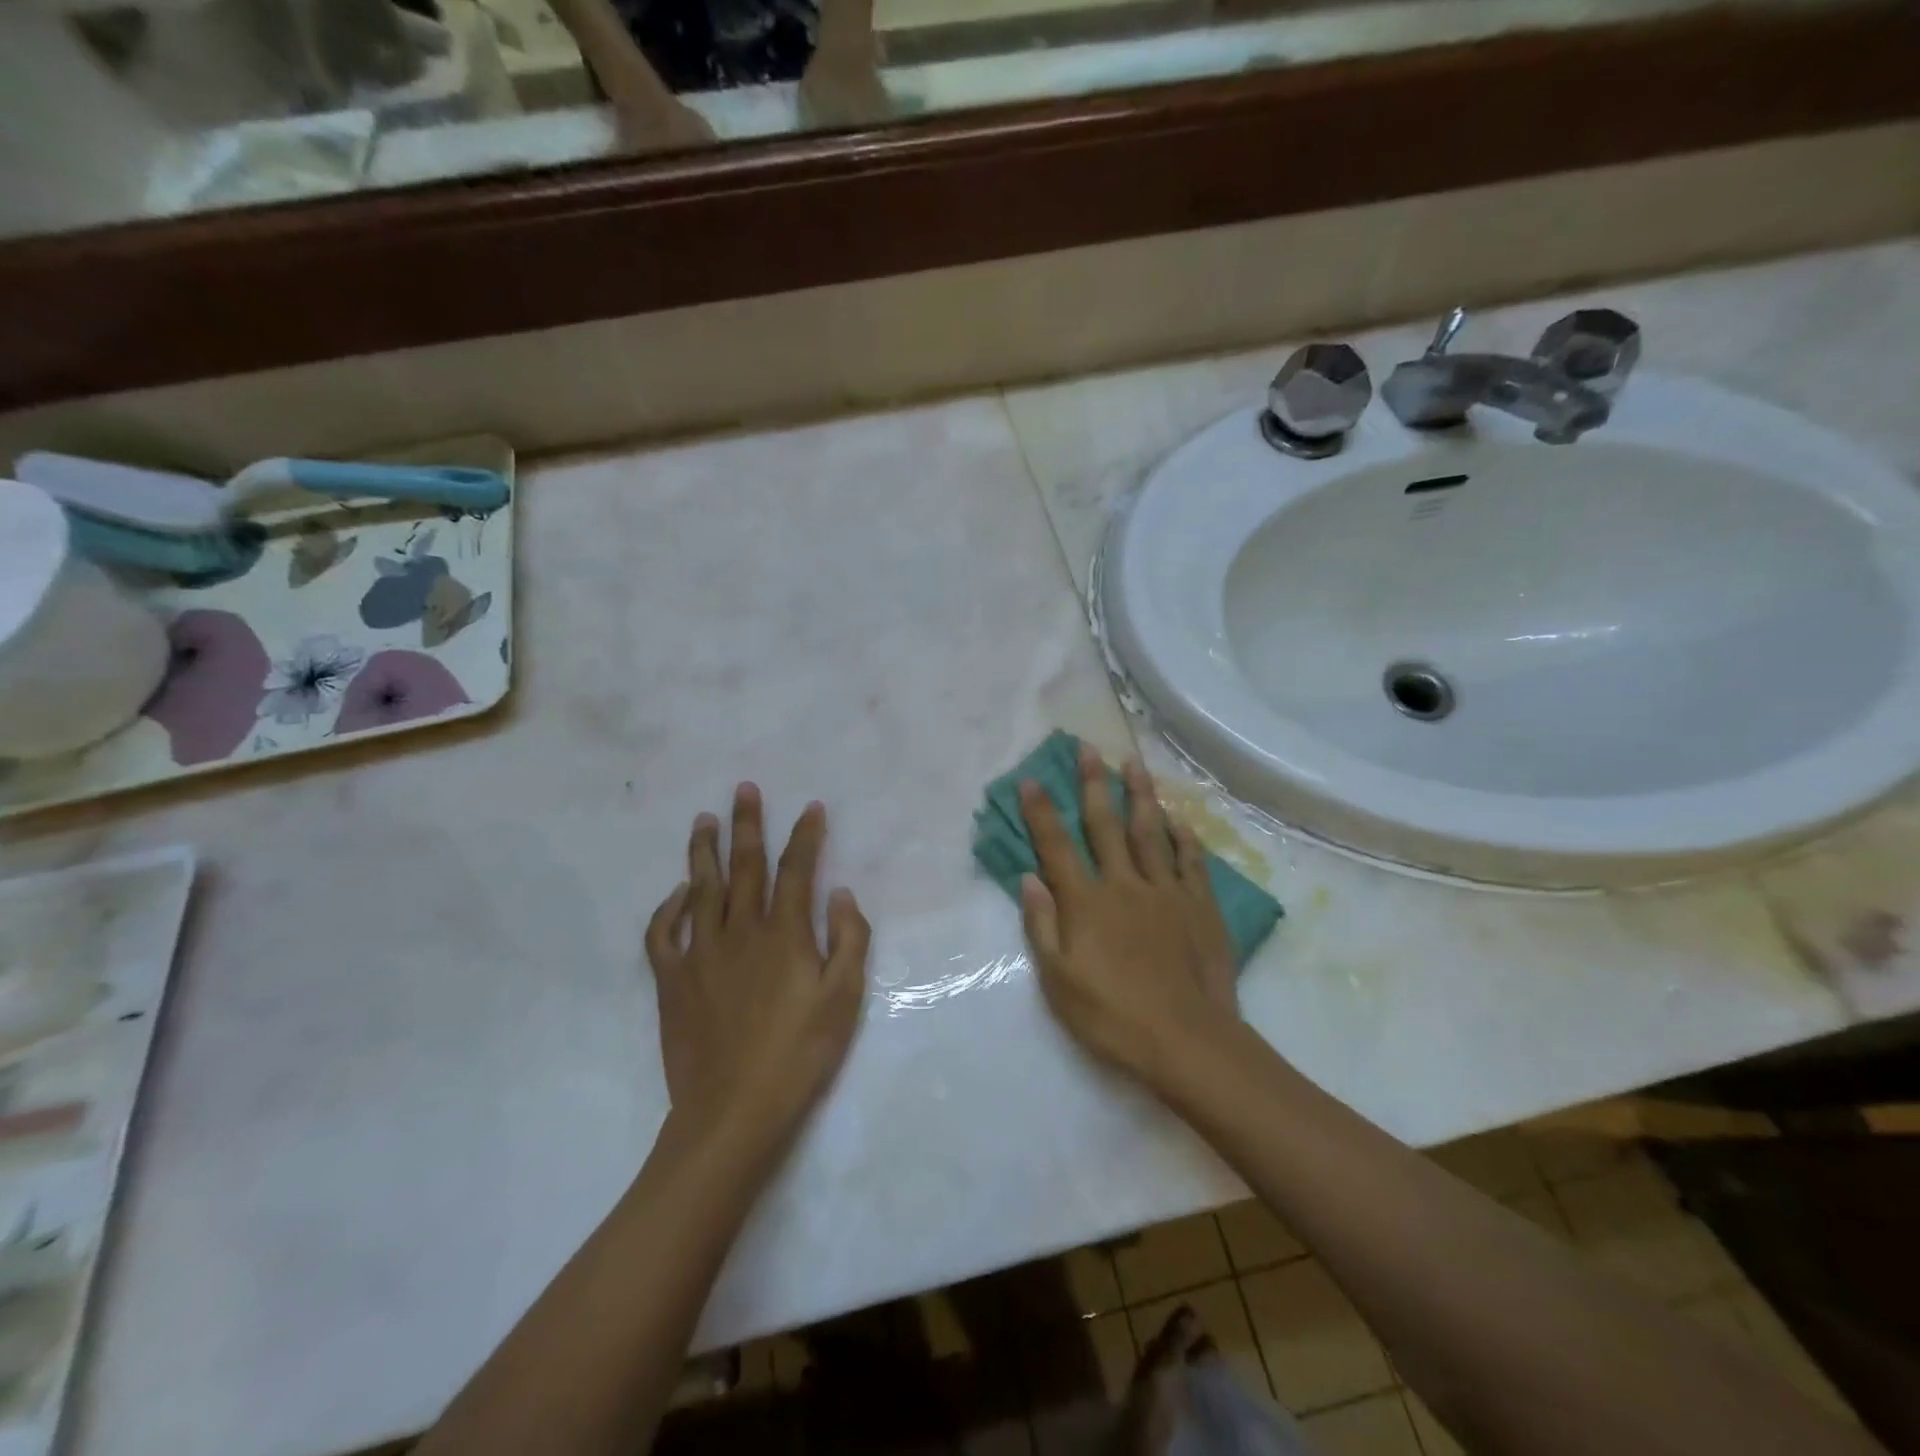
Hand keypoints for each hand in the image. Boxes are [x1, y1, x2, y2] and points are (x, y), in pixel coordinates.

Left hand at [645, 785, 870, 1146]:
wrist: (733, 1112)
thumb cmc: (799, 1055)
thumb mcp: (845, 999)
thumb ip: (849, 939)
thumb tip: (840, 893)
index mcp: (785, 934)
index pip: (798, 869)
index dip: (806, 835)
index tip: (811, 807)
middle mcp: (741, 931)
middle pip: (745, 866)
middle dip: (748, 824)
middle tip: (744, 789)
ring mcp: (701, 953)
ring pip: (701, 888)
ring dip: (703, 851)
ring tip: (704, 819)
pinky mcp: (672, 981)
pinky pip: (663, 934)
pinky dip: (667, 908)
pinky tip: (677, 893)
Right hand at [1019, 746, 1238, 1087]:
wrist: (1187, 1041)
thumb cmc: (1112, 1016)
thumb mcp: (1058, 981)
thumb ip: (1042, 926)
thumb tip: (1029, 878)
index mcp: (1086, 902)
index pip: (1057, 847)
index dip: (1041, 812)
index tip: (1030, 779)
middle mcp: (1124, 884)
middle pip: (1105, 825)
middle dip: (1093, 784)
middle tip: (1087, 748)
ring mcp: (1166, 891)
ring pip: (1150, 831)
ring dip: (1139, 795)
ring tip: (1133, 763)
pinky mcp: (1199, 905)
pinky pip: (1190, 860)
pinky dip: (1183, 836)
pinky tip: (1178, 817)